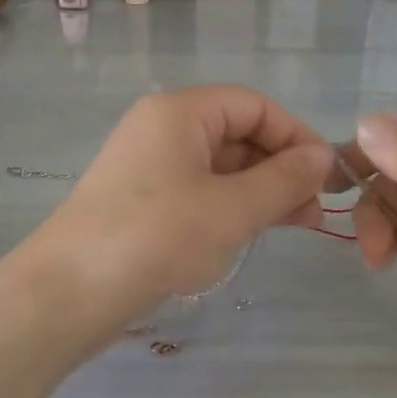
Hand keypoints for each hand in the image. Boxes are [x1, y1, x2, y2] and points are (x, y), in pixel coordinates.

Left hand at [33, 87, 334, 327]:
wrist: (69, 292)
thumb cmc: (158, 237)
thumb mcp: (233, 209)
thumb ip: (284, 179)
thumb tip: (324, 157)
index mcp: (180, 112)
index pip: (254, 106)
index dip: (296, 136)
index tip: (327, 176)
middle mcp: (161, 128)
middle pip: (236, 133)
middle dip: (280, 167)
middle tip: (314, 210)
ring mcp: (147, 165)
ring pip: (218, 166)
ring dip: (258, 190)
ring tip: (294, 225)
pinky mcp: (139, 199)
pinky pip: (196, 190)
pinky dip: (229, 206)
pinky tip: (250, 232)